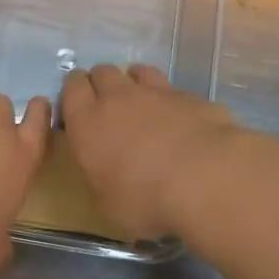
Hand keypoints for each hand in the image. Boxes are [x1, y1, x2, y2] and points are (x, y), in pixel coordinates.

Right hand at [59, 64, 253, 241]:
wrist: (206, 178)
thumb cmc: (146, 200)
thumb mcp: (109, 206)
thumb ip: (103, 182)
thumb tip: (109, 179)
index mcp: (88, 122)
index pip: (72, 87)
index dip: (74, 93)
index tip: (79, 110)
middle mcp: (118, 98)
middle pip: (102, 72)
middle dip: (102, 85)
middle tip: (110, 109)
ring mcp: (157, 92)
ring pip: (138, 72)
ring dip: (135, 83)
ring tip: (144, 106)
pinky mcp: (191, 96)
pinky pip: (173, 90)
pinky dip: (171, 101)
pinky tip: (180, 122)